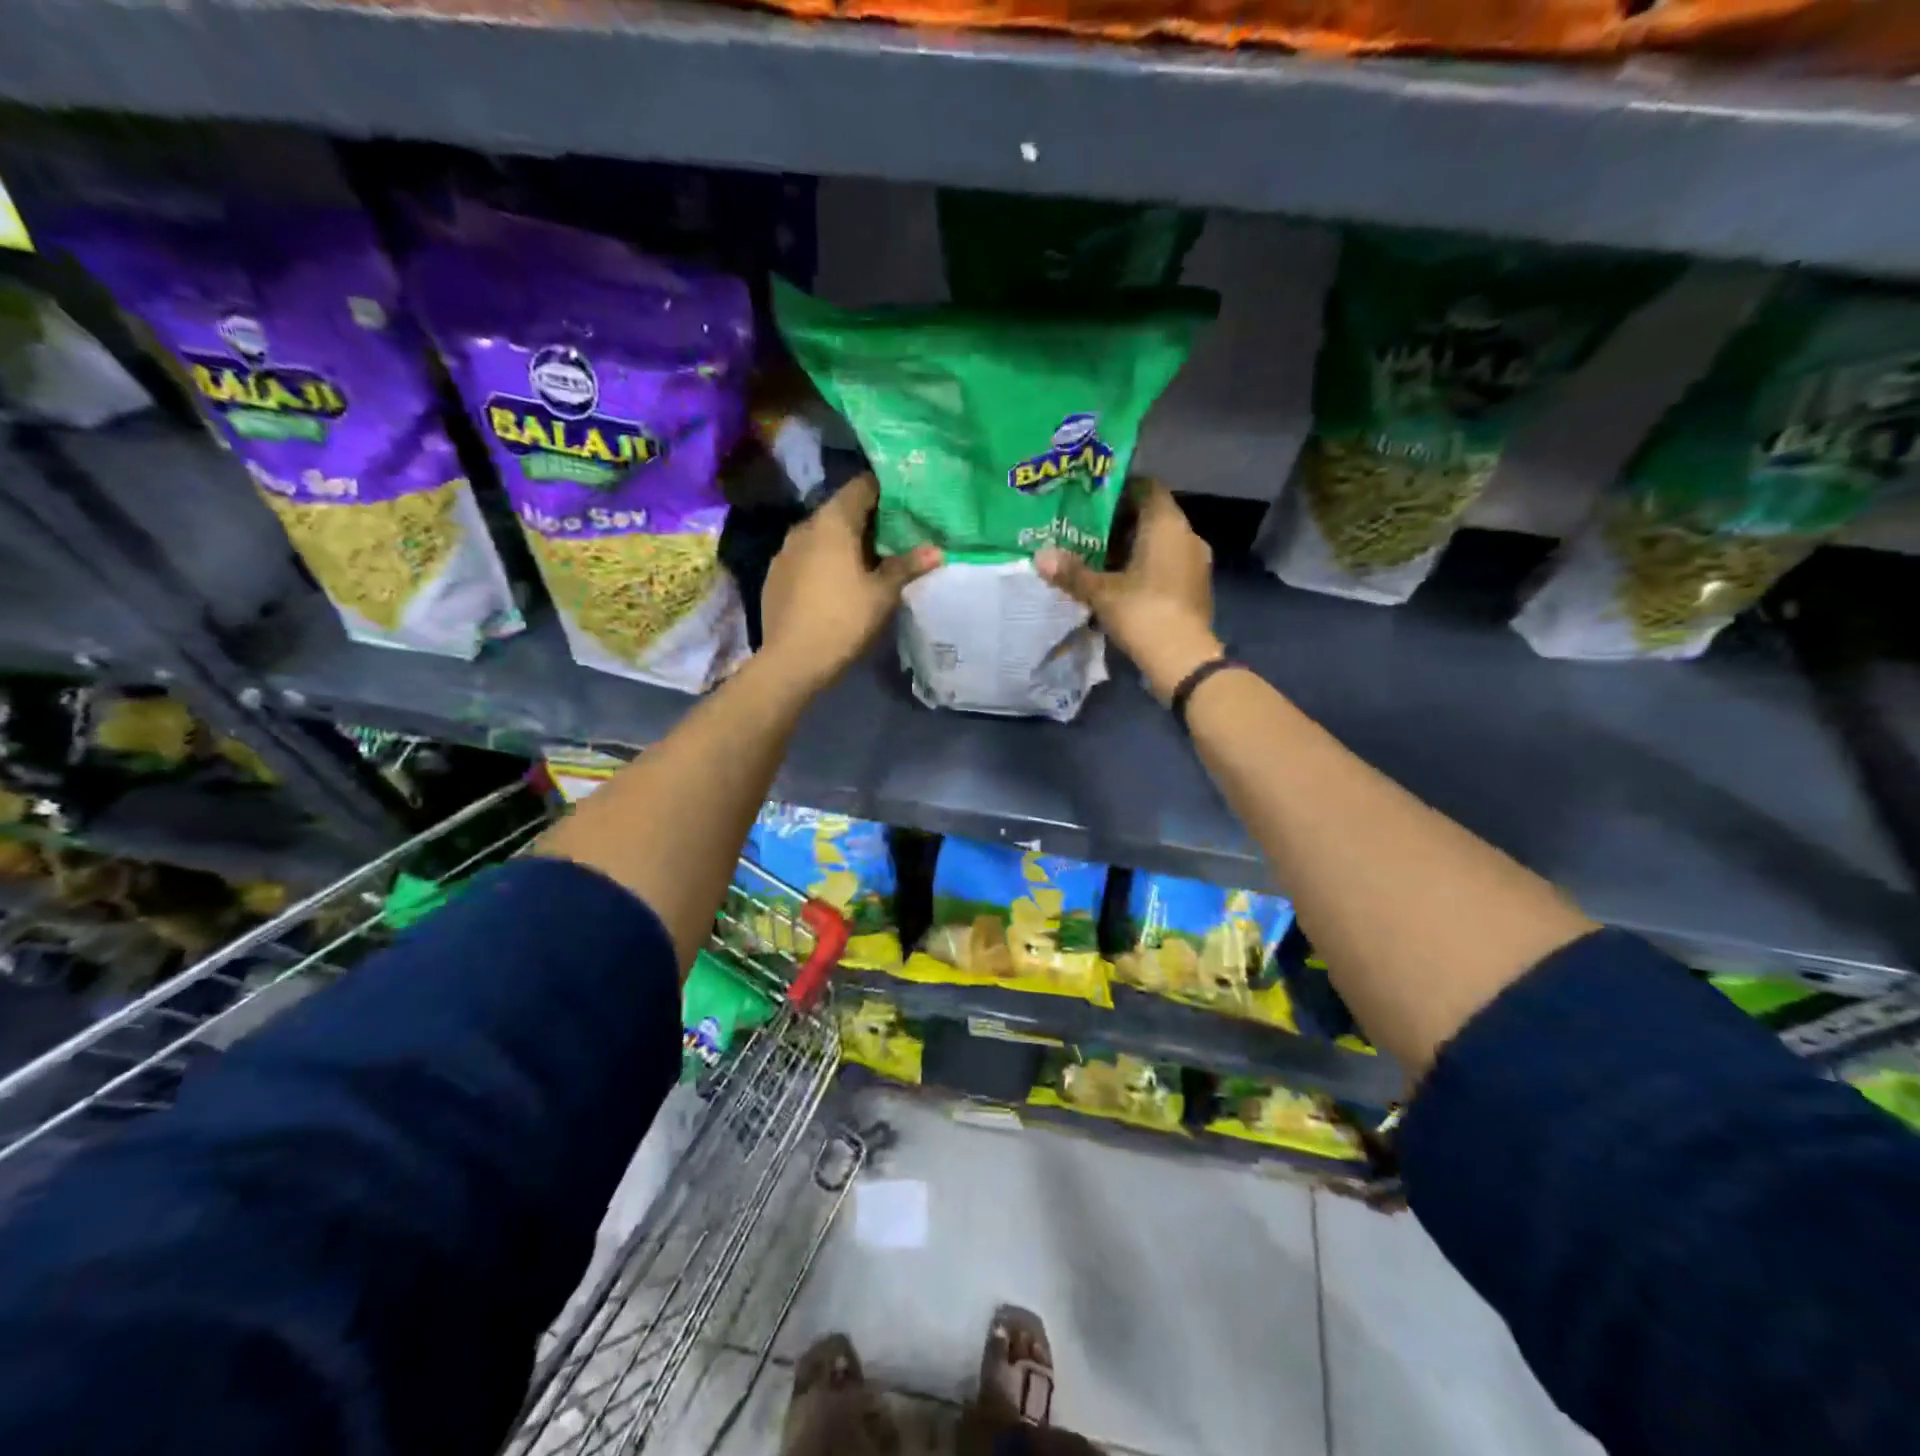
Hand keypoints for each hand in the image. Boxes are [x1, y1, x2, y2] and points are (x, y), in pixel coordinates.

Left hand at [761, 474, 940, 688]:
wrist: (792, 660)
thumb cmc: (843, 619)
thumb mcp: (882, 594)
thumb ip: (907, 566)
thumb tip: (937, 550)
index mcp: (833, 521)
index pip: (862, 486)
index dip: (886, 491)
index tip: (906, 503)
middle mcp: (805, 526)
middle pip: (841, 510)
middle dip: (867, 520)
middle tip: (895, 537)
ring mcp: (785, 550)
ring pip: (821, 535)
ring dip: (844, 543)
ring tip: (868, 563)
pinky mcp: (775, 575)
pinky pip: (806, 557)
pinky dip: (824, 561)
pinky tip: (837, 585)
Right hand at [1036, 480, 1222, 703]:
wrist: (1183, 659)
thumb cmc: (1142, 612)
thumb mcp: (1101, 592)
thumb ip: (1072, 572)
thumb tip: (1040, 557)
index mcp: (1167, 525)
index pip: (1148, 488)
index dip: (1122, 489)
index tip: (1095, 500)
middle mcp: (1187, 536)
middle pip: (1153, 516)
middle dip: (1122, 522)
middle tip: (1089, 530)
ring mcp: (1196, 563)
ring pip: (1161, 543)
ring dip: (1134, 547)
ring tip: (1101, 558)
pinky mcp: (1196, 588)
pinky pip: (1169, 565)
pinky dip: (1147, 567)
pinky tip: (1123, 582)